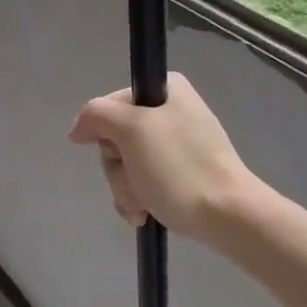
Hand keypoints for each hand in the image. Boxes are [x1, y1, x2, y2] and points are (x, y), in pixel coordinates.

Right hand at [69, 74, 262, 243]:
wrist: (228, 216)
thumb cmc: (179, 167)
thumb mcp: (132, 129)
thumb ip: (97, 116)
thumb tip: (78, 128)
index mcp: (167, 90)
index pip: (110, 105)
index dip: (105, 132)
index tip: (116, 151)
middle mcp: (173, 111)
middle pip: (117, 138)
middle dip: (119, 167)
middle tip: (136, 181)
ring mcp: (178, 145)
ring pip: (127, 164)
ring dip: (127, 188)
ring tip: (145, 205)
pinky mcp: (182, 174)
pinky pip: (144, 182)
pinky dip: (139, 199)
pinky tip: (147, 215)